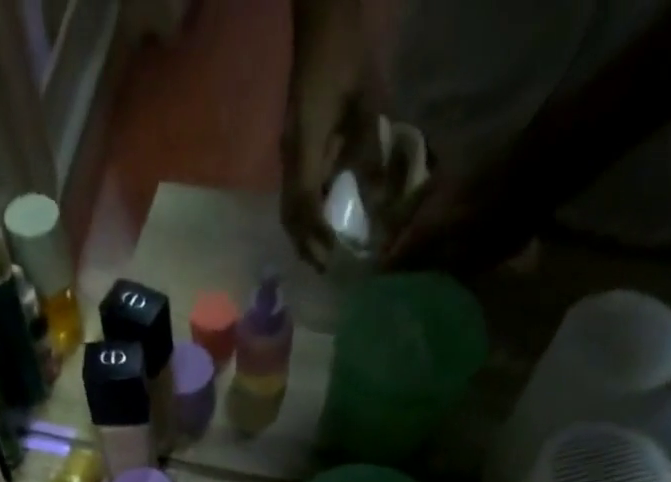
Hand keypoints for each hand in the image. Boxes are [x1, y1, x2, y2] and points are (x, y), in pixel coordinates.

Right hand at [280, 0, 372, 270]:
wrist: (322, 24)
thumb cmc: (346, 60)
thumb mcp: (368, 105)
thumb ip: (372, 156)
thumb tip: (380, 203)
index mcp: (306, 148)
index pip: (305, 205)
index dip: (317, 235)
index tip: (332, 257)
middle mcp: (291, 158)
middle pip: (290, 215)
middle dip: (306, 244)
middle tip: (325, 269)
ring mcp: (290, 154)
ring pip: (290, 207)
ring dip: (304, 234)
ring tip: (322, 255)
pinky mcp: (295, 150)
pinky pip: (297, 192)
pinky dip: (307, 215)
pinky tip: (322, 225)